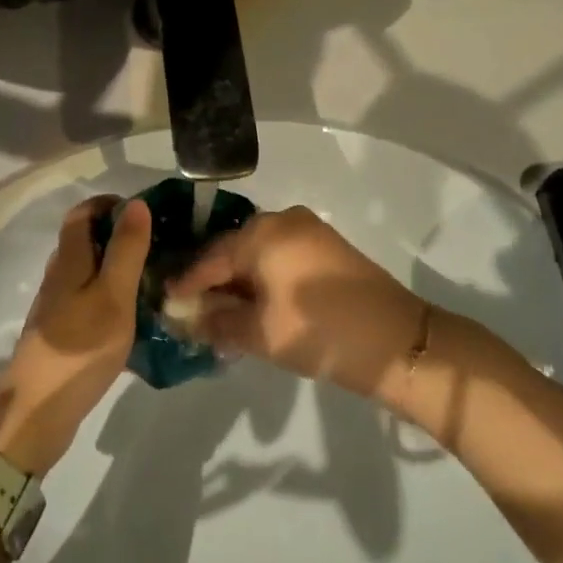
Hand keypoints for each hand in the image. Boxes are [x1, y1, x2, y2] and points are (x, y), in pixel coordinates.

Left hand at [0, 196, 149, 474]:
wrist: (38, 411)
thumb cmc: (80, 348)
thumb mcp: (113, 295)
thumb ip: (126, 250)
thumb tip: (136, 204)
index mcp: (69, 260)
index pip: (83, 213)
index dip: (111, 204)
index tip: (147, 212)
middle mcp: (60, 276)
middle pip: (86, 240)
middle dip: (120, 234)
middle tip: (161, 244)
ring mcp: (59, 306)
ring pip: (90, 271)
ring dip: (118, 266)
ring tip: (156, 276)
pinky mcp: (64, 333)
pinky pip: (91, 299)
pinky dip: (113, 296)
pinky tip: (136, 314)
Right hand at [168, 206, 428, 404]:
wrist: (398, 343)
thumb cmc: (320, 333)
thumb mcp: (260, 333)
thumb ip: (216, 322)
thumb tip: (184, 317)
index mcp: (262, 233)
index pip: (210, 257)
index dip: (186, 283)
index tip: (164, 304)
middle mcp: (282, 220)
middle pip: (233, 251)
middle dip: (213, 283)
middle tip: (192, 314)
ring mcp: (308, 230)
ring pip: (258, 255)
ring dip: (239, 284)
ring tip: (220, 316)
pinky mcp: (326, 247)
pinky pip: (280, 258)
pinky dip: (263, 280)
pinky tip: (254, 307)